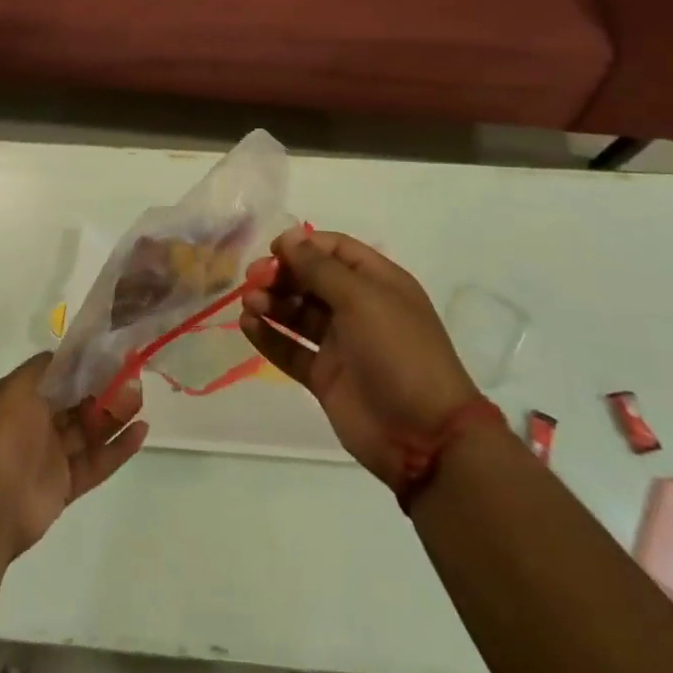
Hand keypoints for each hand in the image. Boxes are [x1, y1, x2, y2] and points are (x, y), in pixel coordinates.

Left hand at [0, 353, 147, 556]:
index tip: (112, 353)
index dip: (83, 366)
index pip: (58, 377)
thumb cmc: (0, 436)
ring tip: (141, 400)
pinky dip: (118, 449)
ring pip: (89, 432)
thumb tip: (69, 353)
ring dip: (115, 416)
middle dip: (103, 389)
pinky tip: (141, 431)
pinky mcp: (65, 485)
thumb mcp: (16, 387)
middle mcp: (35, 424)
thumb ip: (45, 367)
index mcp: (20, 399)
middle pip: (76, 403)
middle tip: (133, 376)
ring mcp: (50, 456)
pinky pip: (96, 463)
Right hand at [240, 230, 481, 485]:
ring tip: (249, 303)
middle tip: (254, 280)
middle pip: (312, 280)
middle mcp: (358, 308)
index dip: (303, 245)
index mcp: (377, 282)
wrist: (424, 436)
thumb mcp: (361, 299)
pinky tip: (248, 325)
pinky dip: (269, 336)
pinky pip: (291, 349)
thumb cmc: (398, 351)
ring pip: (298, 313)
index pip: (335, 250)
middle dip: (282, 275)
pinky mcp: (325, 377)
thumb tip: (290, 237)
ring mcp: (341, 344)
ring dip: (272, 303)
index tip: (273, 251)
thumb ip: (320, 268)